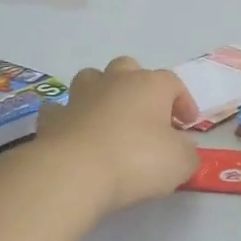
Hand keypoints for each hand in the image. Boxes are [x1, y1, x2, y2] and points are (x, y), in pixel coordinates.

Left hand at [33, 57, 201, 211]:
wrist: (75, 172)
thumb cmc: (137, 160)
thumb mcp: (180, 162)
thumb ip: (187, 152)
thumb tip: (183, 147)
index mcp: (150, 85)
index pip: (173, 83)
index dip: (183, 102)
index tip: (187, 124)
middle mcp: (115, 81)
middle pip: (129, 68)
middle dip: (139, 86)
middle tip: (147, 115)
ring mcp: (80, 96)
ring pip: (92, 78)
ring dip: (102, 92)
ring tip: (110, 117)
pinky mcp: (53, 118)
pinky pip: (62, 109)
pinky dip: (70, 117)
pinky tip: (75, 133)